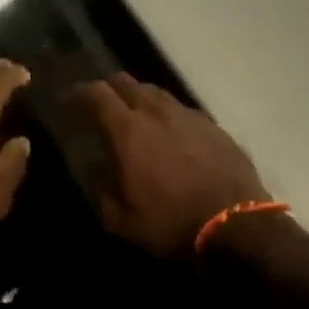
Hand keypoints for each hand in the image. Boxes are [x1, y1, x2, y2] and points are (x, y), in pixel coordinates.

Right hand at [71, 74, 269, 259]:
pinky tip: (170, 134)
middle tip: (100, 104)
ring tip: (135, 116)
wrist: (239, 226)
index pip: (97, 93)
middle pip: (126, 82)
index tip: (69, 99)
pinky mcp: (213, 126)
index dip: (79, 91)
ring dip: (139, 98)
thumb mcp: (124, 221)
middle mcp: (157, 112)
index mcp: (129, 130)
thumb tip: (97, 170)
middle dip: (108, 88)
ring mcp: (189, 115)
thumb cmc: (173, 224)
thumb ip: (103, 191)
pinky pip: (181, 109)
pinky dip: (167, 115)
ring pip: (156, 92)